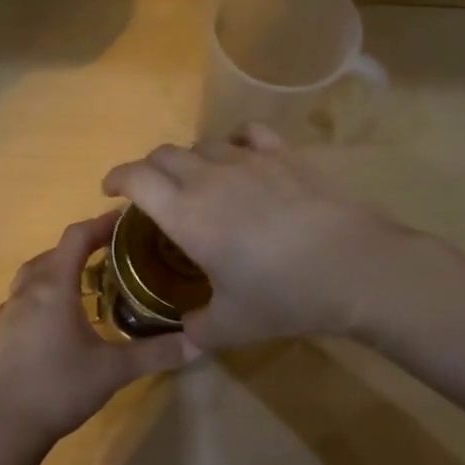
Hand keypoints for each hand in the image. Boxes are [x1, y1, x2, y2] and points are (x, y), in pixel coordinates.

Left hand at [0, 213, 193, 451]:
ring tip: (87, 280)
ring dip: (60, 267)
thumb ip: (157, 353)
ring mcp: (9, 309)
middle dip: (83, 246)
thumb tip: (200, 342)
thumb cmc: (61, 388)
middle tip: (114, 253)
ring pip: (35, 272)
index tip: (124, 221)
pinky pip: (23, 295)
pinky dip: (43, 291)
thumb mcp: (115, 370)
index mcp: (54, 286)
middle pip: (56, 251)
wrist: (7, 426)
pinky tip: (58, 314)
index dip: (100, 224)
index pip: (76, 237)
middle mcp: (28, 289)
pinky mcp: (0, 329)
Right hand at [101, 124, 412, 350]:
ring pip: (203, 144)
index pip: (136, 178)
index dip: (116, 177)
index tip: (110, 189)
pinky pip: (248, 133)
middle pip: (164, 155)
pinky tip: (240, 155)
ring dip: (190, 160)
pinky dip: (233, 141)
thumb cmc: (284, 296)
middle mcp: (209, 177)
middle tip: (152, 192)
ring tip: (199, 181)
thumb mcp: (232, 326)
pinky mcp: (284, 155)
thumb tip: (186, 331)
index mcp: (186, 214)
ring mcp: (248, 160)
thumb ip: (198, 328)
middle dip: (149, 169)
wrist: (354, 267)